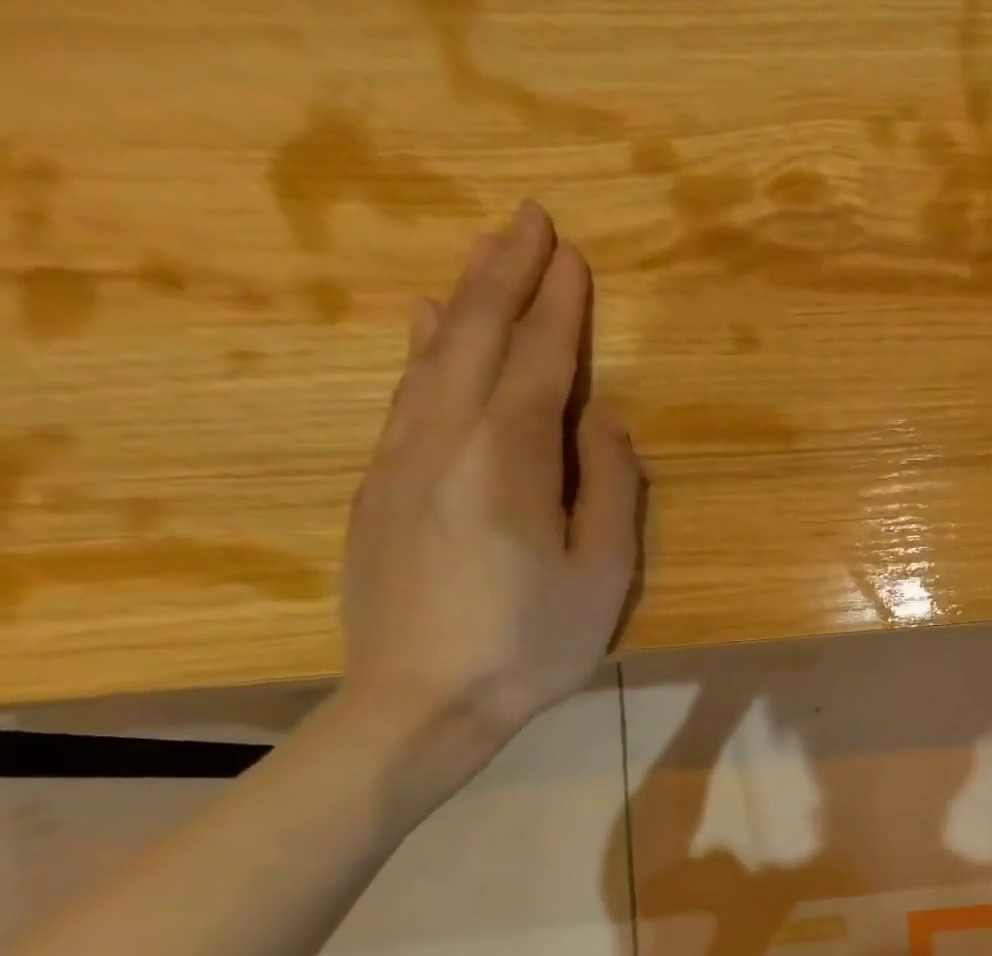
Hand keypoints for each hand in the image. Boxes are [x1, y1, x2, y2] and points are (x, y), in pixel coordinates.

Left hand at [338, 200, 643, 776]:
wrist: (422, 698)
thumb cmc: (532, 643)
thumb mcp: (602, 575)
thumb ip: (611, 489)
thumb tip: (608, 421)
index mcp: (509, 457)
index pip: (540, 361)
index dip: (560, 307)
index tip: (574, 255)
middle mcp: (445, 436)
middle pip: (477, 336)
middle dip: (507, 274)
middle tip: (531, 221)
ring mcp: (400, 457)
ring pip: (434, 356)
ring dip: (466, 299)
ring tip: (486, 256)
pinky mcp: (379, 485)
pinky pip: (406, 393)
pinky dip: (425, 348)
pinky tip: (429, 327)